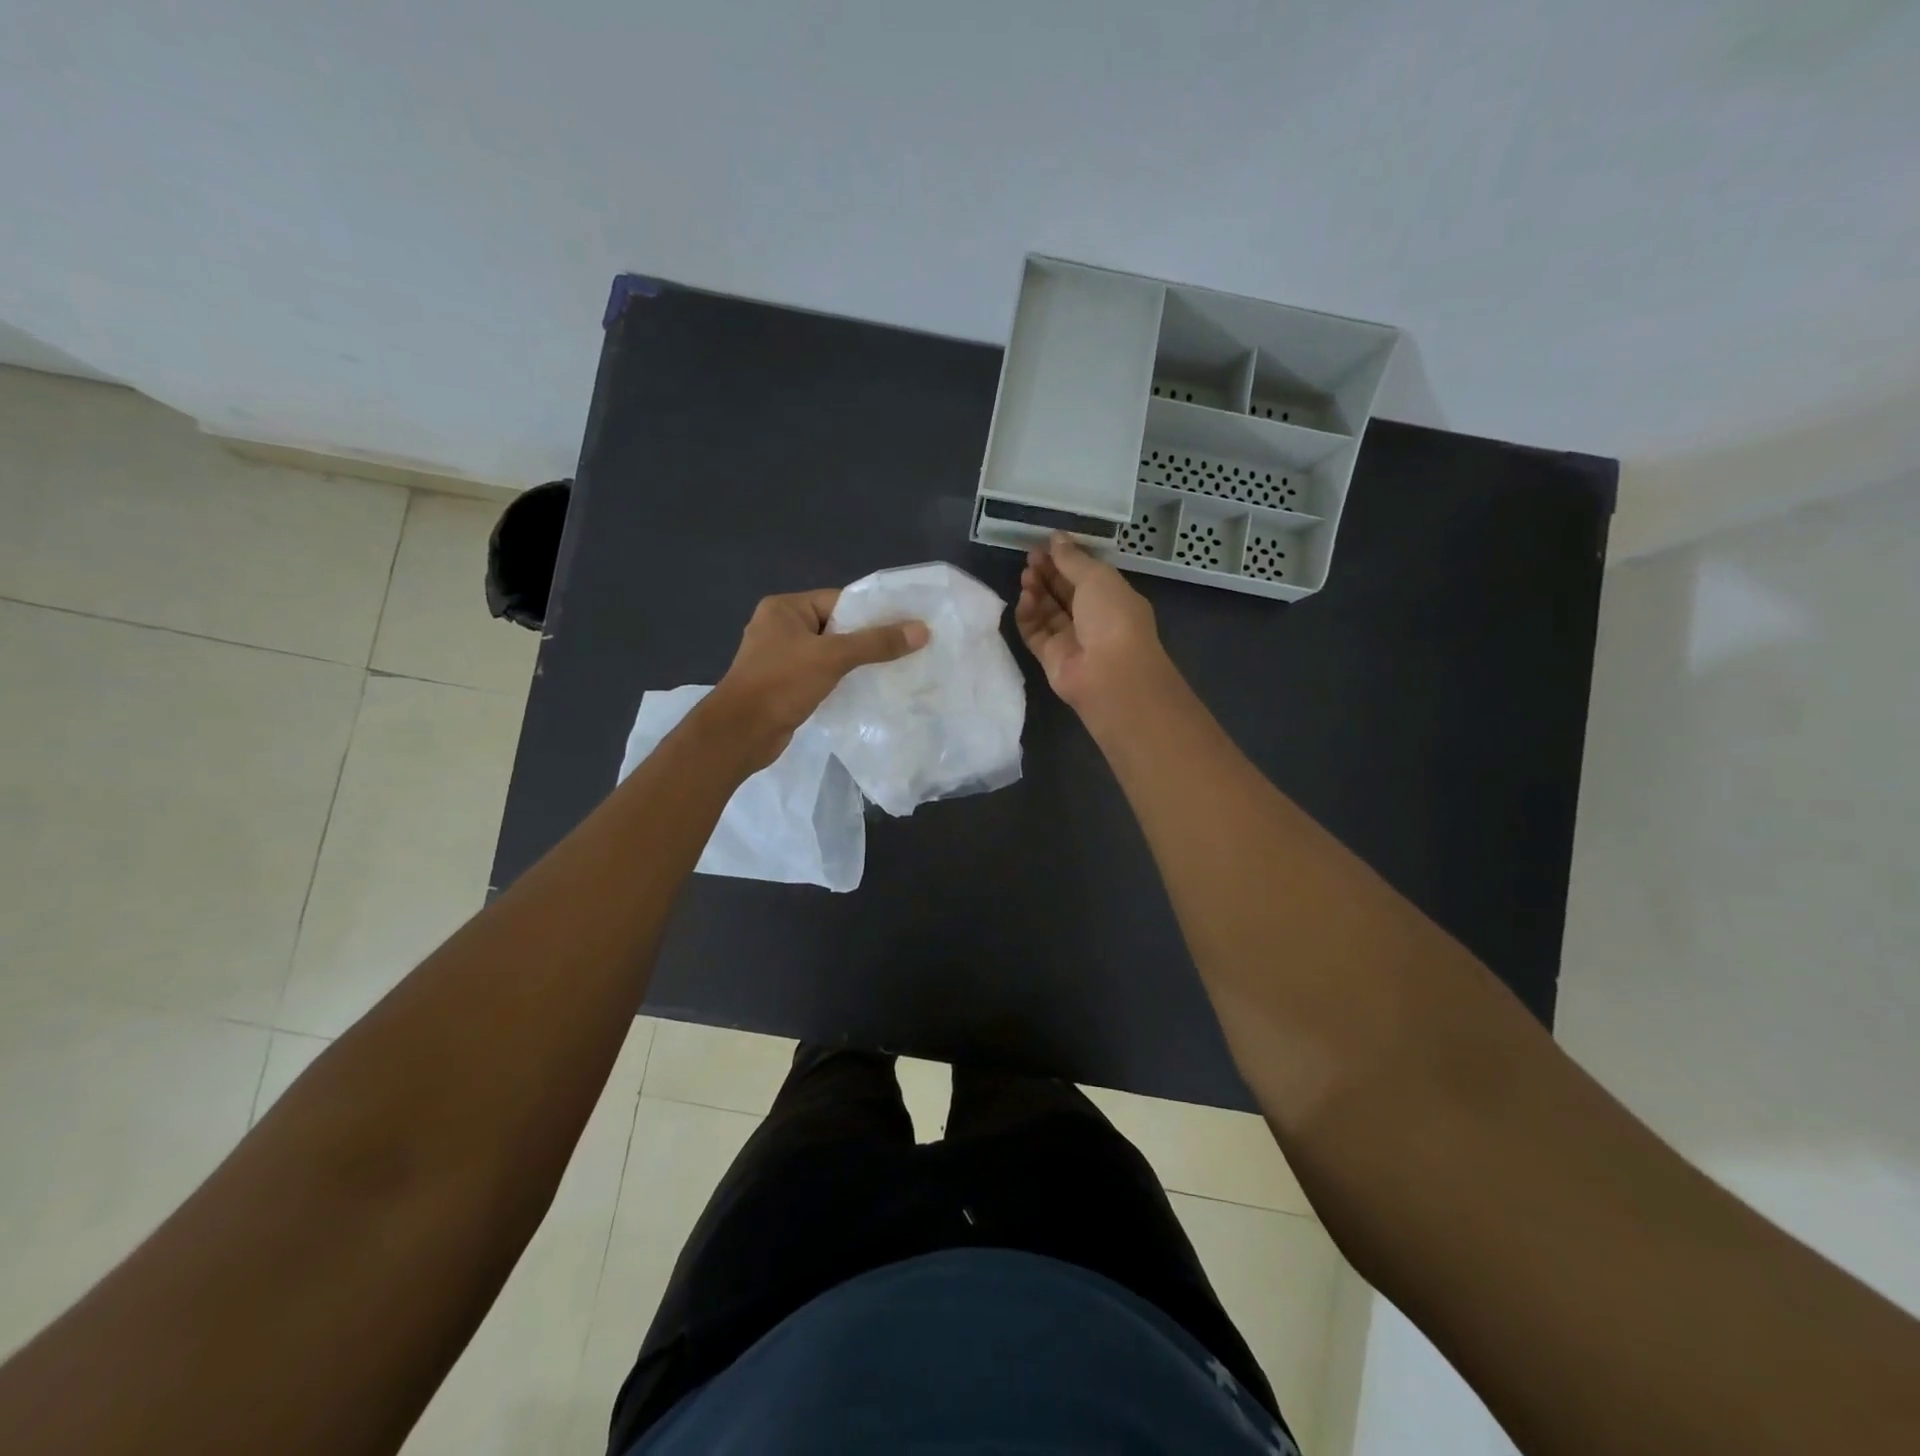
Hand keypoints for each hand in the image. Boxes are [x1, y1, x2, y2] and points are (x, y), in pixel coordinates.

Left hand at [707, 588, 928, 767]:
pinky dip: (842, 680)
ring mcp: (780, 658)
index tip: (905, 624)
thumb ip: (876, 642)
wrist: (741, 733)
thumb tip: (921, 630)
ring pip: (829, 653)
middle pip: (836, 626)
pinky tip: (867, 689)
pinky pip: (821, 674)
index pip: (838, 601)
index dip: (872, 612)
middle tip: (906, 648)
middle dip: (868, 639)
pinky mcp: (785, 685)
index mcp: (784, 609)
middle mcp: (780, 627)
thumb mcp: (832, 657)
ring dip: (856, 662)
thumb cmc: (781, 684)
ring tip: (894, 668)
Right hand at [1016, 533, 1171, 721]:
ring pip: (1047, 611)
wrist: (1109, 673)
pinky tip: (1024, 599)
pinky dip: (1028, 615)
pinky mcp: (1051, 657)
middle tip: (1030, 556)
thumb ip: (1073, 558)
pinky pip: (1035, 632)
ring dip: (1036, 591)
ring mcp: (1071, 639)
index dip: (1066, 558)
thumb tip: (1056, 537)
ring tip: (1026, 575)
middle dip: (1048, 572)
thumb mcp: (1097, 577)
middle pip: (1064, 592)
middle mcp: (1093, 619)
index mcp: (1112, 597)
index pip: (1085, 575)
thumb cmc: (1112, 616)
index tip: (1046, 544)